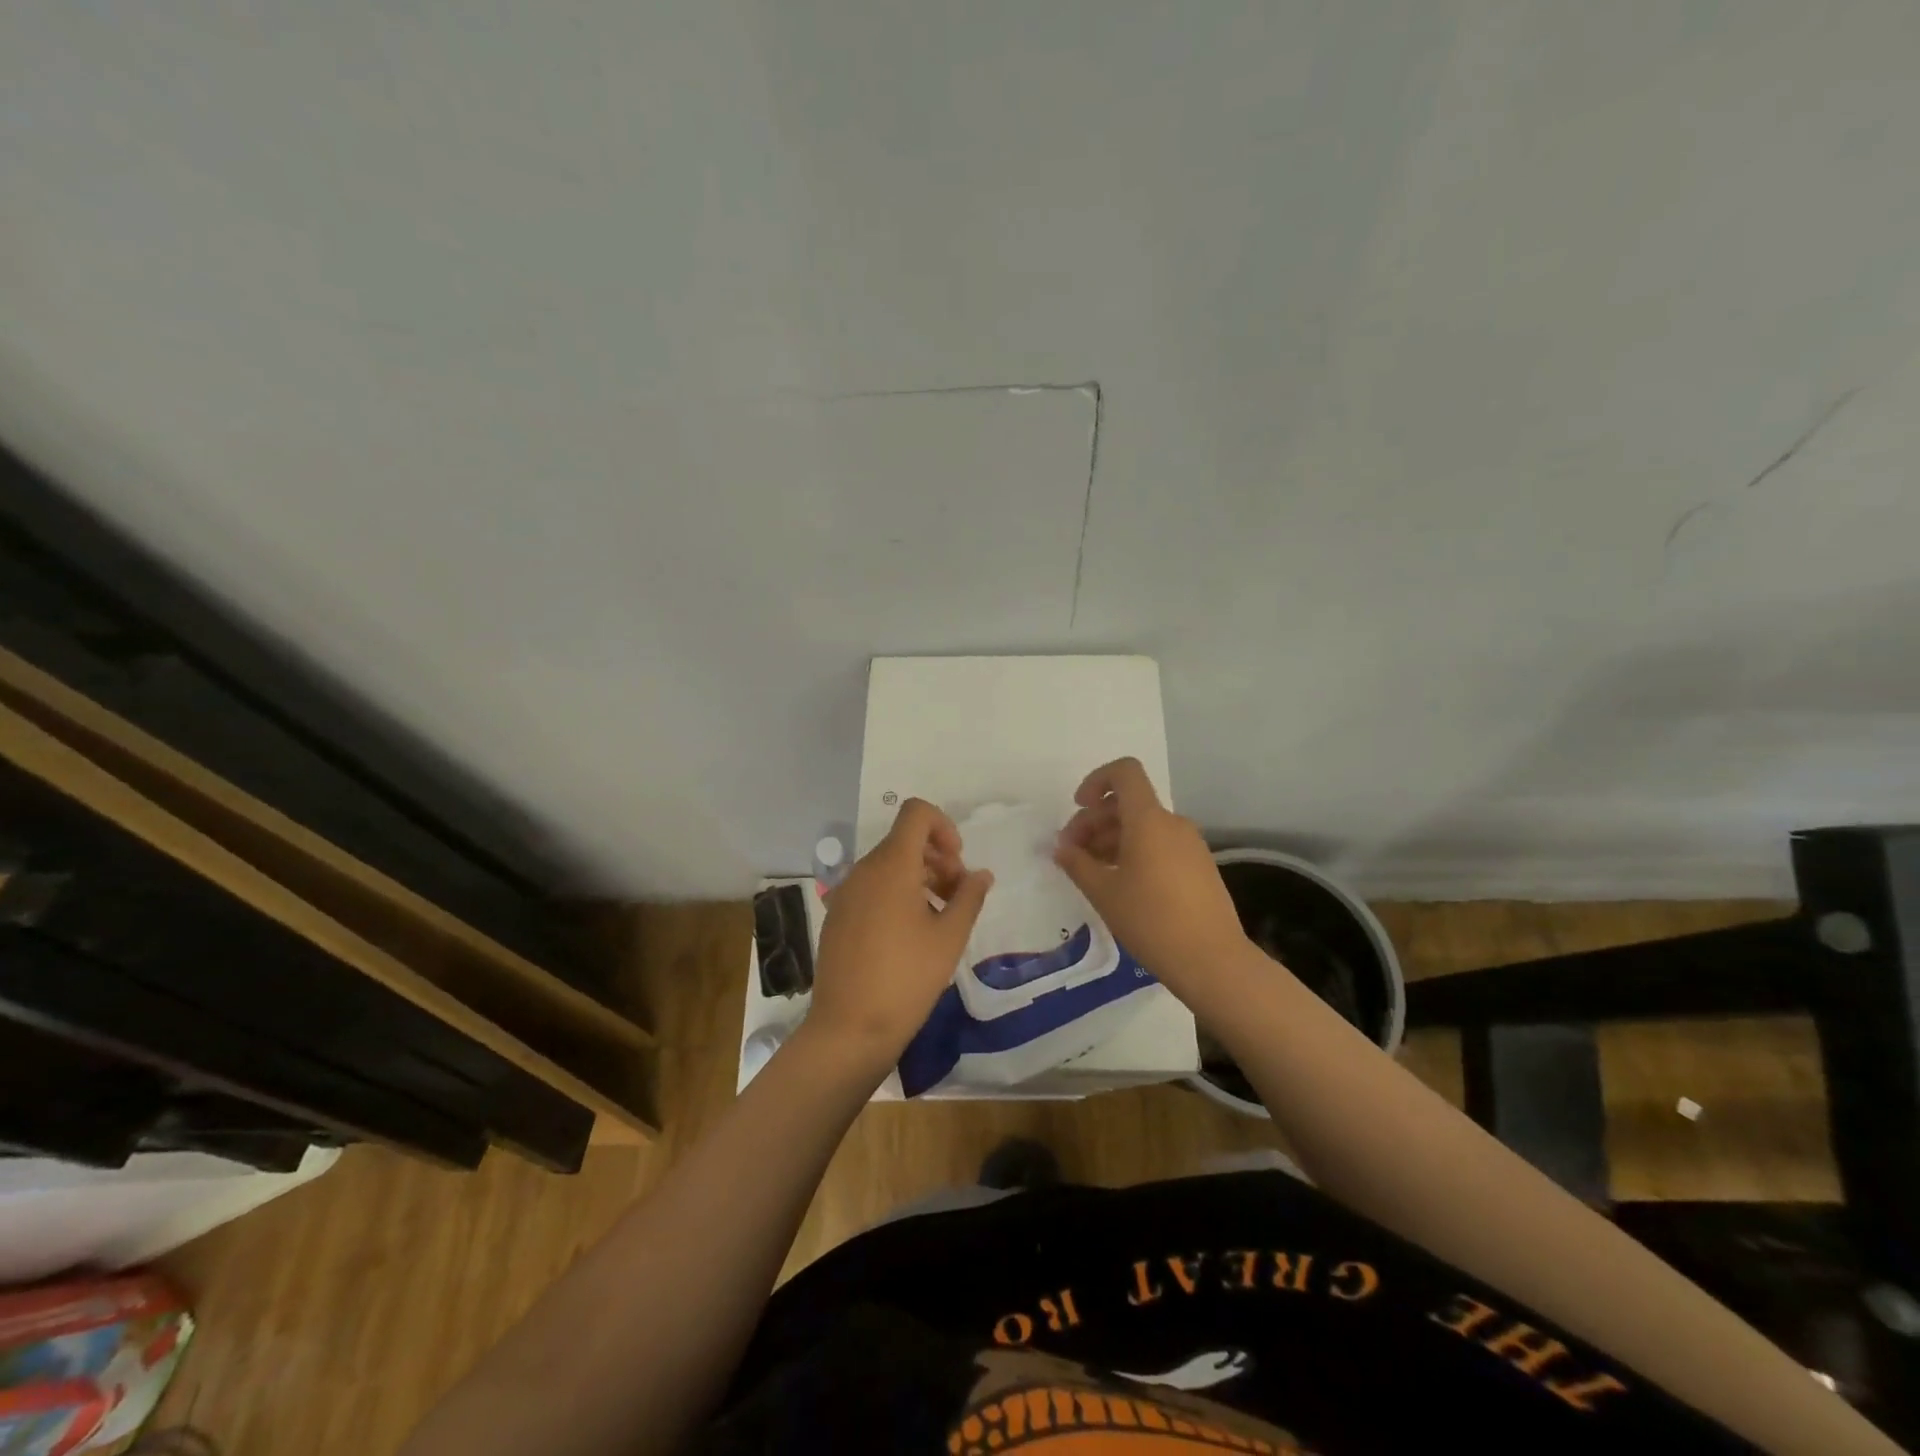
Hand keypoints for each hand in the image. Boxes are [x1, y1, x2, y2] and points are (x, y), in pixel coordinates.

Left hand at [806, 798, 992, 1075]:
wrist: (849, 1028)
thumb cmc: (907, 978)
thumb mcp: (950, 937)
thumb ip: (969, 897)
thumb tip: (981, 874)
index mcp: (892, 865)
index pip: (916, 813)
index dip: (943, 825)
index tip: (957, 862)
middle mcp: (864, 870)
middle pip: (904, 841)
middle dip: (937, 858)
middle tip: (958, 895)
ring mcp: (846, 893)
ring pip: (888, 866)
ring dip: (920, 878)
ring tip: (940, 917)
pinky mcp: (837, 916)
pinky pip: (872, 888)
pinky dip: (896, 894)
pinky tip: (911, 934)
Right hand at [1052, 757, 1247, 993]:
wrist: (1213, 961)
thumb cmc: (1151, 920)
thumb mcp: (1104, 892)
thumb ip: (1077, 863)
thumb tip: (1062, 848)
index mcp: (1149, 820)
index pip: (1125, 772)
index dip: (1097, 780)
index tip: (1079, 807)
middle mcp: (1172, 823)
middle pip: (1128, 803)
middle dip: (1094, 820)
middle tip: (1071, 853)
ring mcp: (1190, 845)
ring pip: (1143, 826)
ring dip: (1112, 839)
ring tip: (1091, 872)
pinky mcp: (1199, 867)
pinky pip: (1159, 845)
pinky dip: (1134, 852)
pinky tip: (1120, 884)